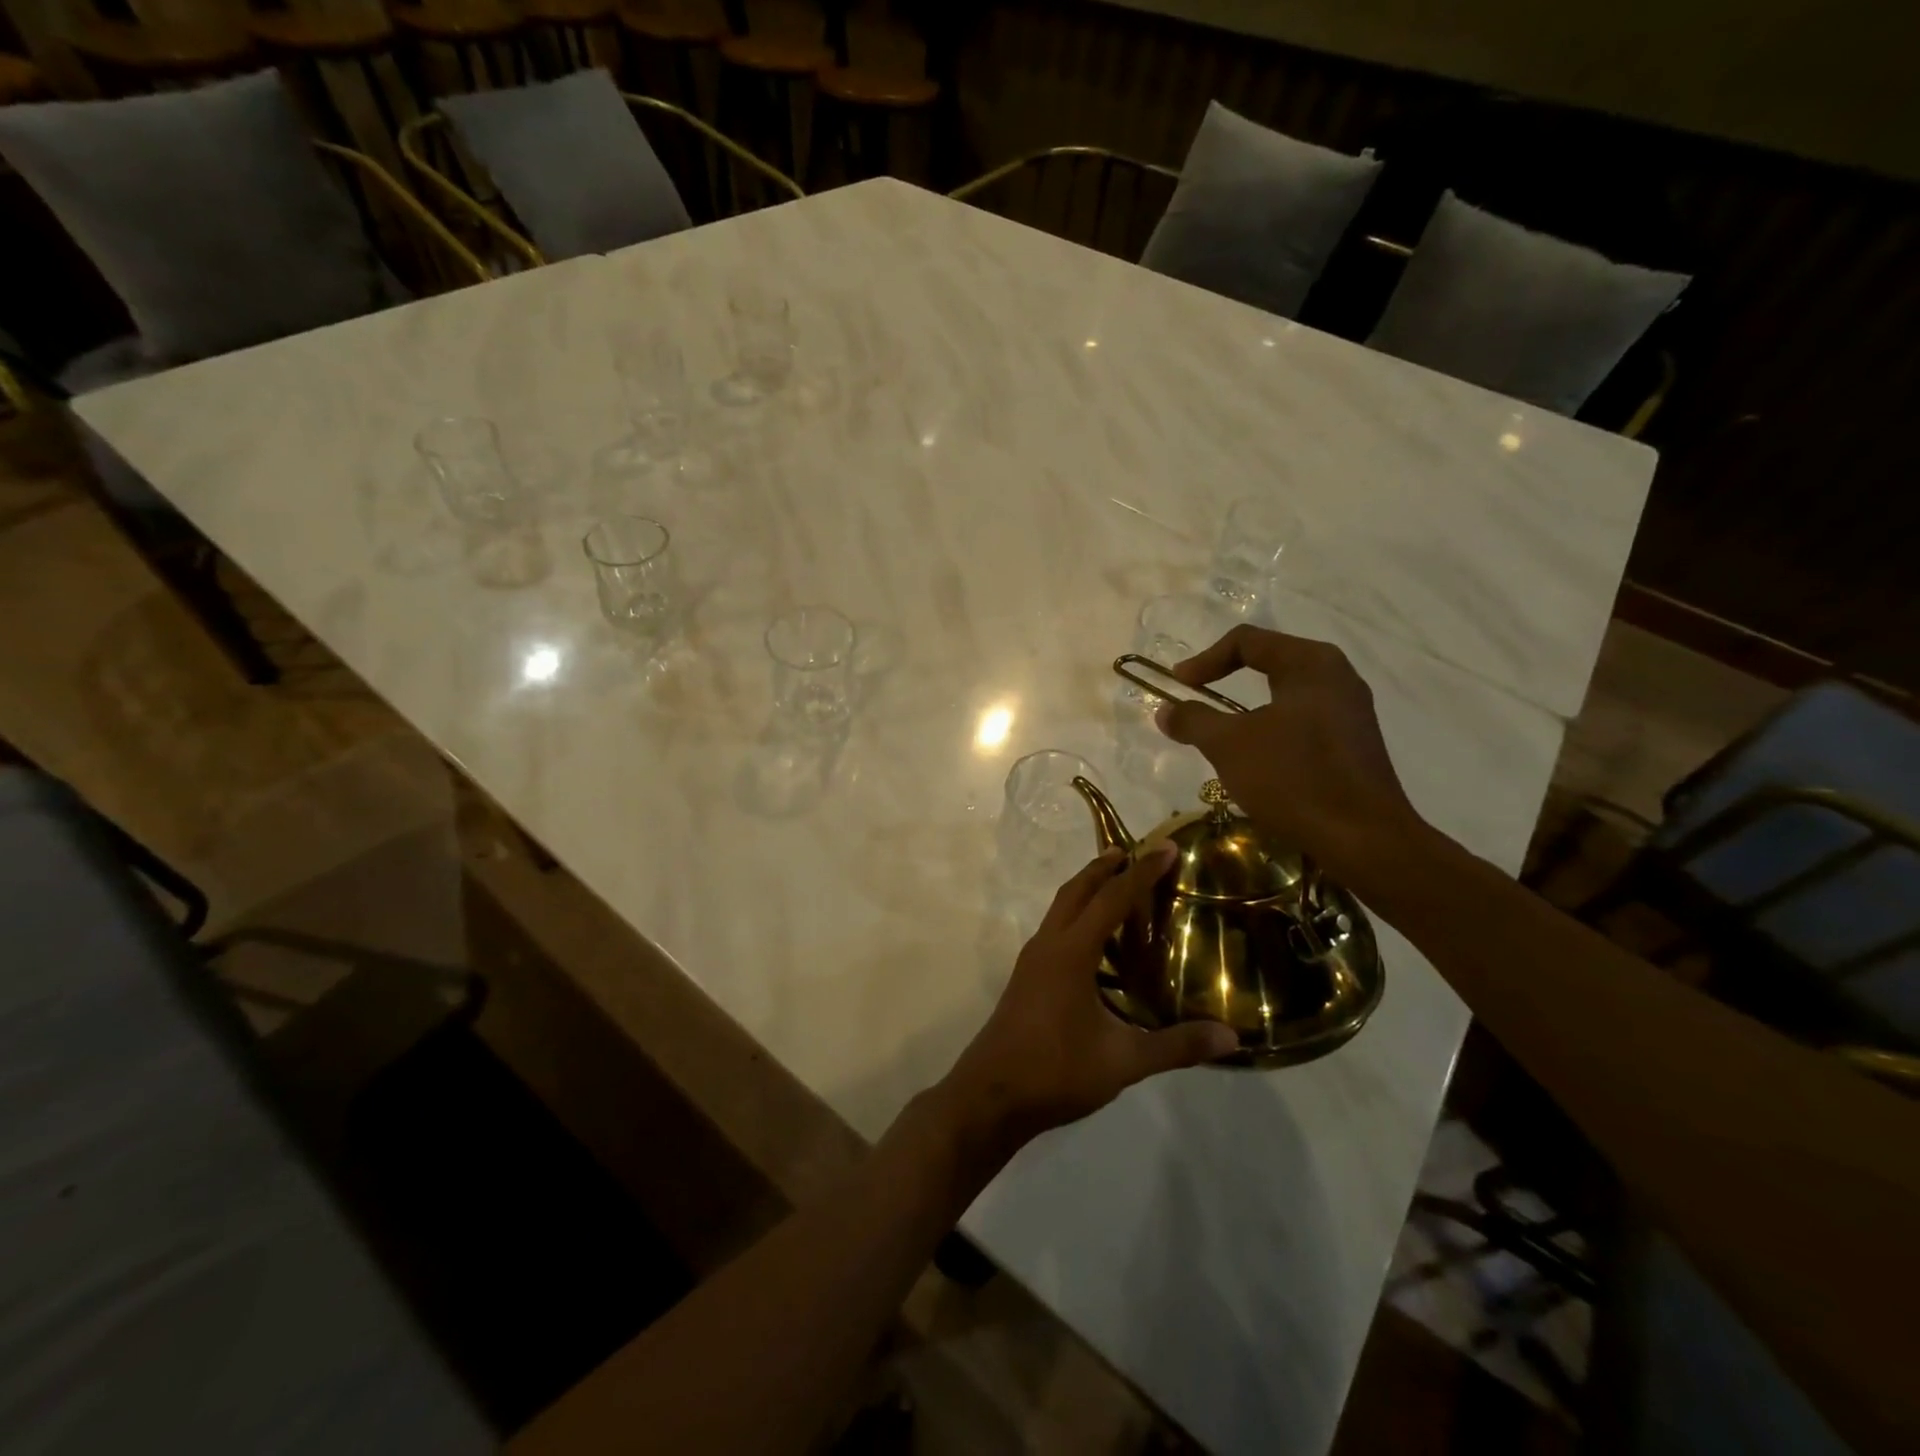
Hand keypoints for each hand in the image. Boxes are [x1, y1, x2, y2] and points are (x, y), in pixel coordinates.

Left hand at [935, 848, 1238, 1161]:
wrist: (991, 1096)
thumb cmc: (1056, 1071)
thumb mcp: (1123, 1061)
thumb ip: (1176, 1046)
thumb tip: (1231, 1037)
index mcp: (1070, 952)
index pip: (1111, 899)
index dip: (1141, 872)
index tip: (1167, 848)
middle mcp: (1048, 945)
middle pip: (1076, 891)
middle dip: (1104, 868)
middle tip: (1134, 853)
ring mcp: (1032, 961)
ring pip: (1061, 909)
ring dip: (1088, 891)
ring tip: (1118, 888)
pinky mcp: (1026, 978)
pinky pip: (1055, 931)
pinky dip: (1078, 919)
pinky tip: (1098, 947)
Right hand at [1155, 625, 1423, 878]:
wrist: (1364, 839)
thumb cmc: (1293, 778)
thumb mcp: (1229, 745)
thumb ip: (1193, 720)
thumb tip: (1166, 710)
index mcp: (1310, 663)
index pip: (1247, 641)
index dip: (1204, 660)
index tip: (1178, 686)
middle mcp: (1336, 676)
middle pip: (1269, 661)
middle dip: (1226, 679)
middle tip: (1196, 699)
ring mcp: (1351, 710)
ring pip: (1286, 693)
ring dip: (1247, 708)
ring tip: (1221, 733)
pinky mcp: (1354, 742)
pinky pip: (1303, 720)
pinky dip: (1272, 728)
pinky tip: (1258, 758)